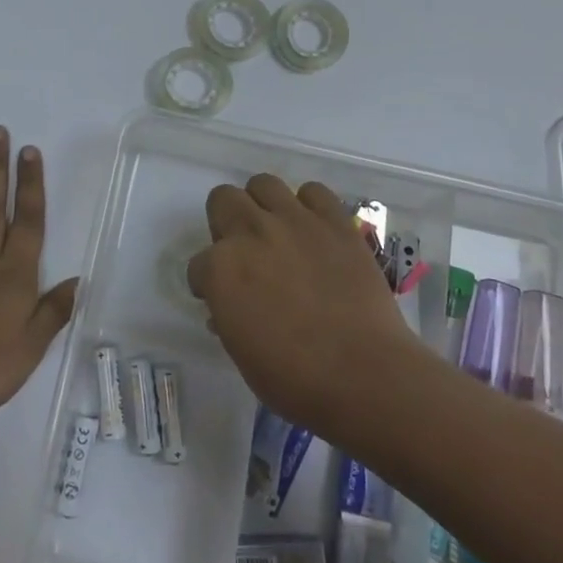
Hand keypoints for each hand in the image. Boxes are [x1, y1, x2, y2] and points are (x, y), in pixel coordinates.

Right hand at [187, 175, 418, 442]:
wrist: (364, 374)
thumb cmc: (295, 379)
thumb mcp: (243, 354)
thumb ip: (229, 317)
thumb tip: (229, 308)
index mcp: (221, 269)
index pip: (198, 264)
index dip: (208, 283)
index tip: (222, 298)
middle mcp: (251, 232)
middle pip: (222, 199)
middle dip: (225, 223)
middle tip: (244, 251)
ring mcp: (294, 221)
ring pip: (263, 183)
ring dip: (262, 204)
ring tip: (276, 230)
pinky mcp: (334, 221)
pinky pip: (313, 191)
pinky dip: (309, 206)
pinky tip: (313, 229)